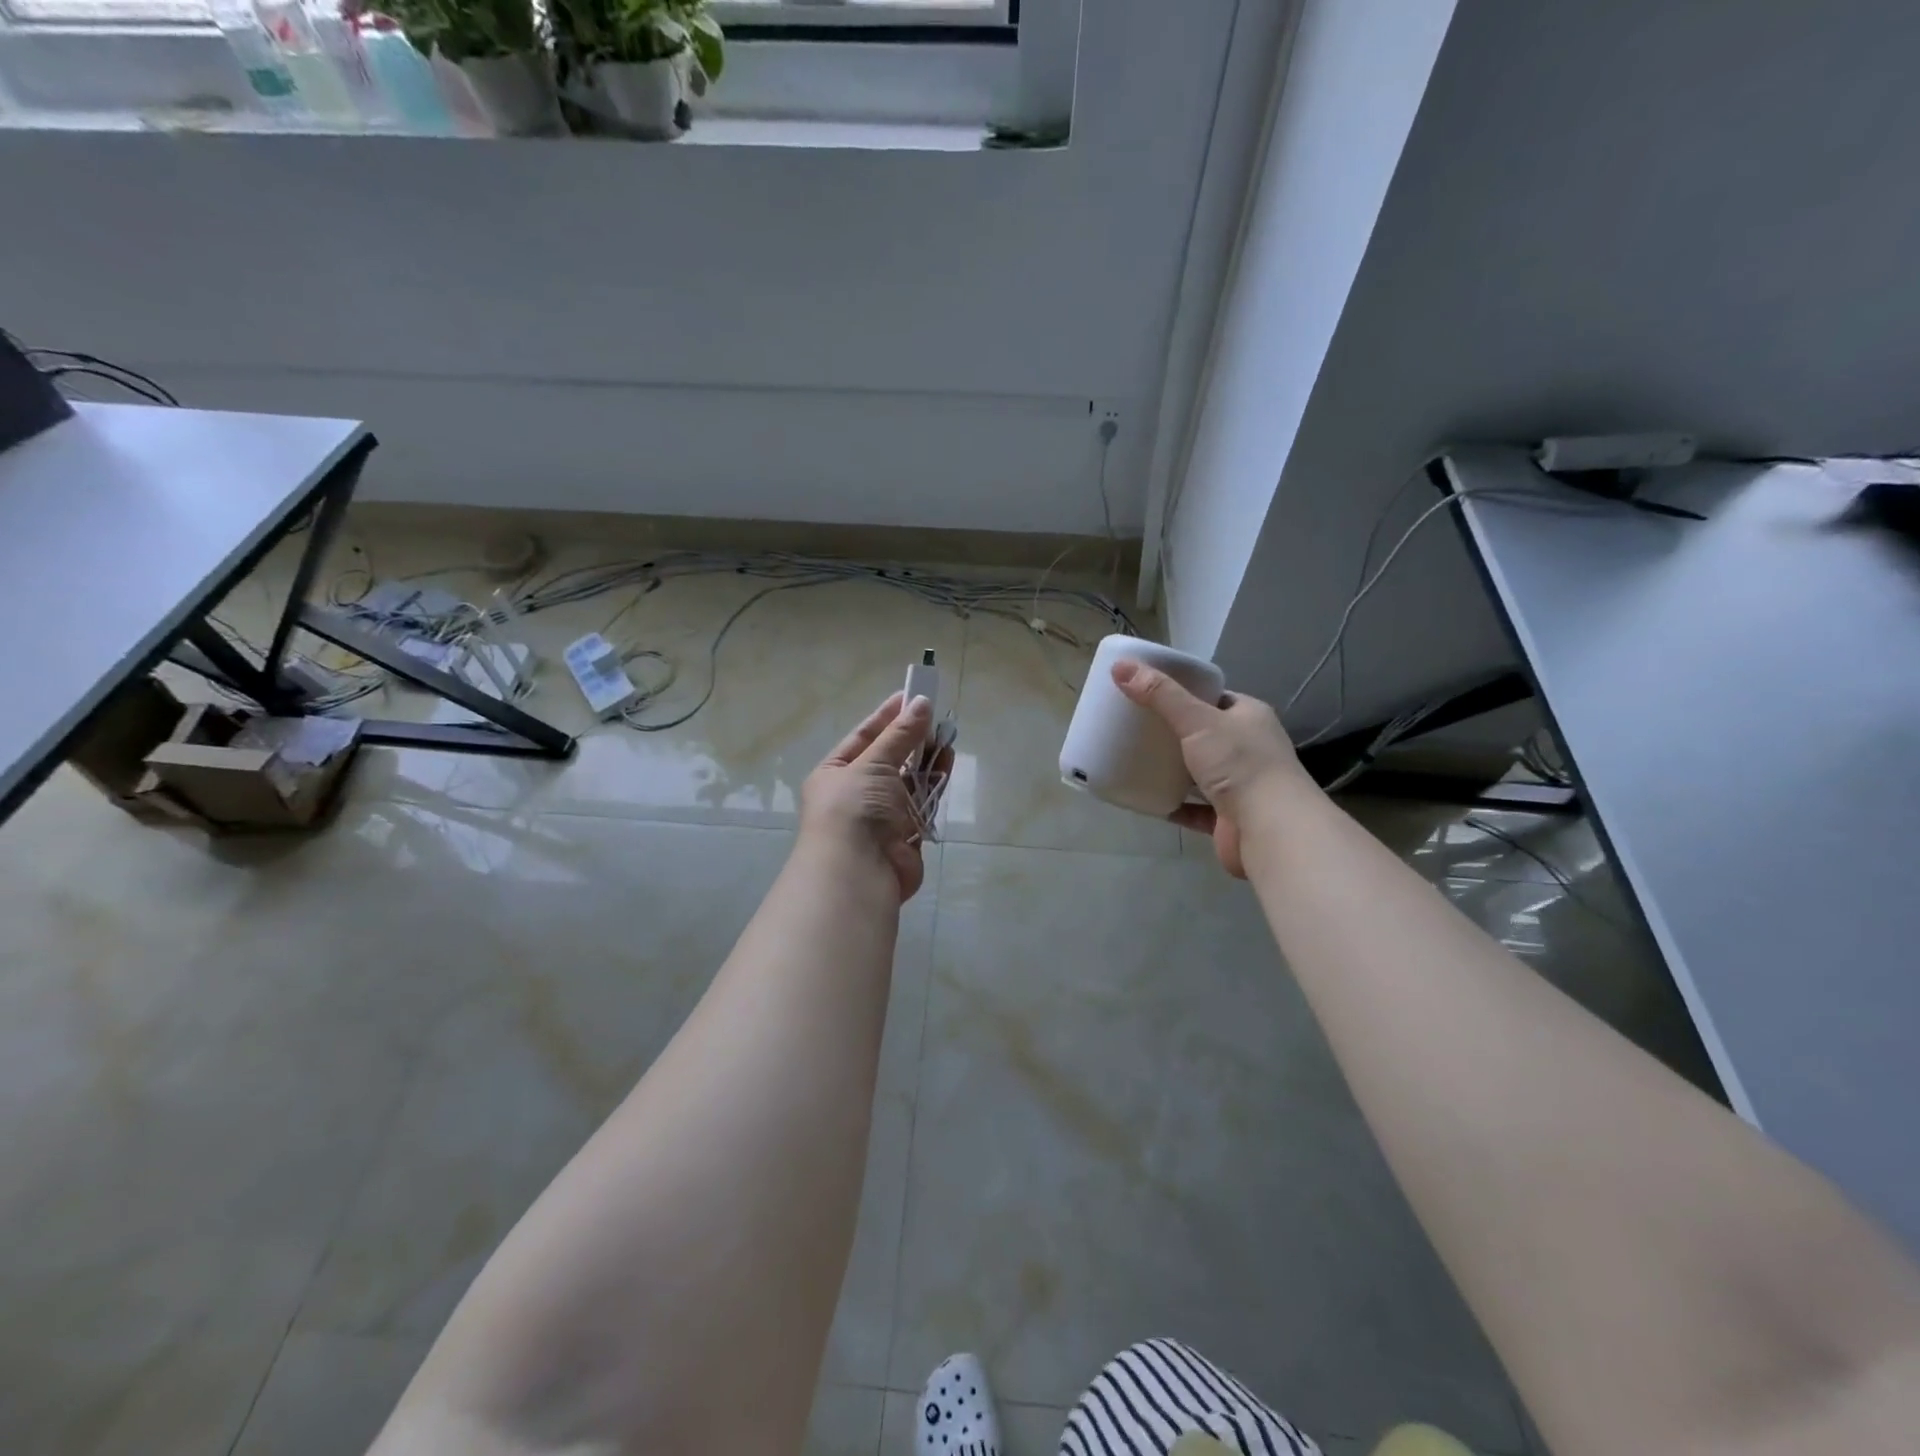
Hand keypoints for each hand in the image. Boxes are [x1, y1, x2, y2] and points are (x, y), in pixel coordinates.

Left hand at [800, 692, 944, 901]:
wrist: (858, 873)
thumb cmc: (854, 809)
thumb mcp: (874, 763)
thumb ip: (900, 735)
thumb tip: (922, 702)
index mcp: (834, 774)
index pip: (863, 737)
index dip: (887, 716)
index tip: (912, 696)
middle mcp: (855, 794)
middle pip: (888, 759)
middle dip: (912, 739)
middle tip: (937, 717)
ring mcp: (880, 817)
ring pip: (908, 781)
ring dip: (926, 760)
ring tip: (947, 737)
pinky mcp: (904, 837)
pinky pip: (922, 804)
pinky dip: (933, 786)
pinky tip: (947, 765)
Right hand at [1112, 661, 1306, 878]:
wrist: (1271, 830)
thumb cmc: (1240, 765)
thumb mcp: (1196, 721)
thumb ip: (1160, 695)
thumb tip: (1120, 666)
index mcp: (1250, 717)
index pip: (1216, 698)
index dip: (1187, 693)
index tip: (1152, 693)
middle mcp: (1250, 749)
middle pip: (1206, 735)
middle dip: (1175, 733)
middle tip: (1136, 727)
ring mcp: (1241, 786)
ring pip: (1200, 773)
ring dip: (1174, 769)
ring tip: (1136, 759)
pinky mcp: (1228, 819)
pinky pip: (1194, 808)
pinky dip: (1173, 804)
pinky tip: (1146, 798)